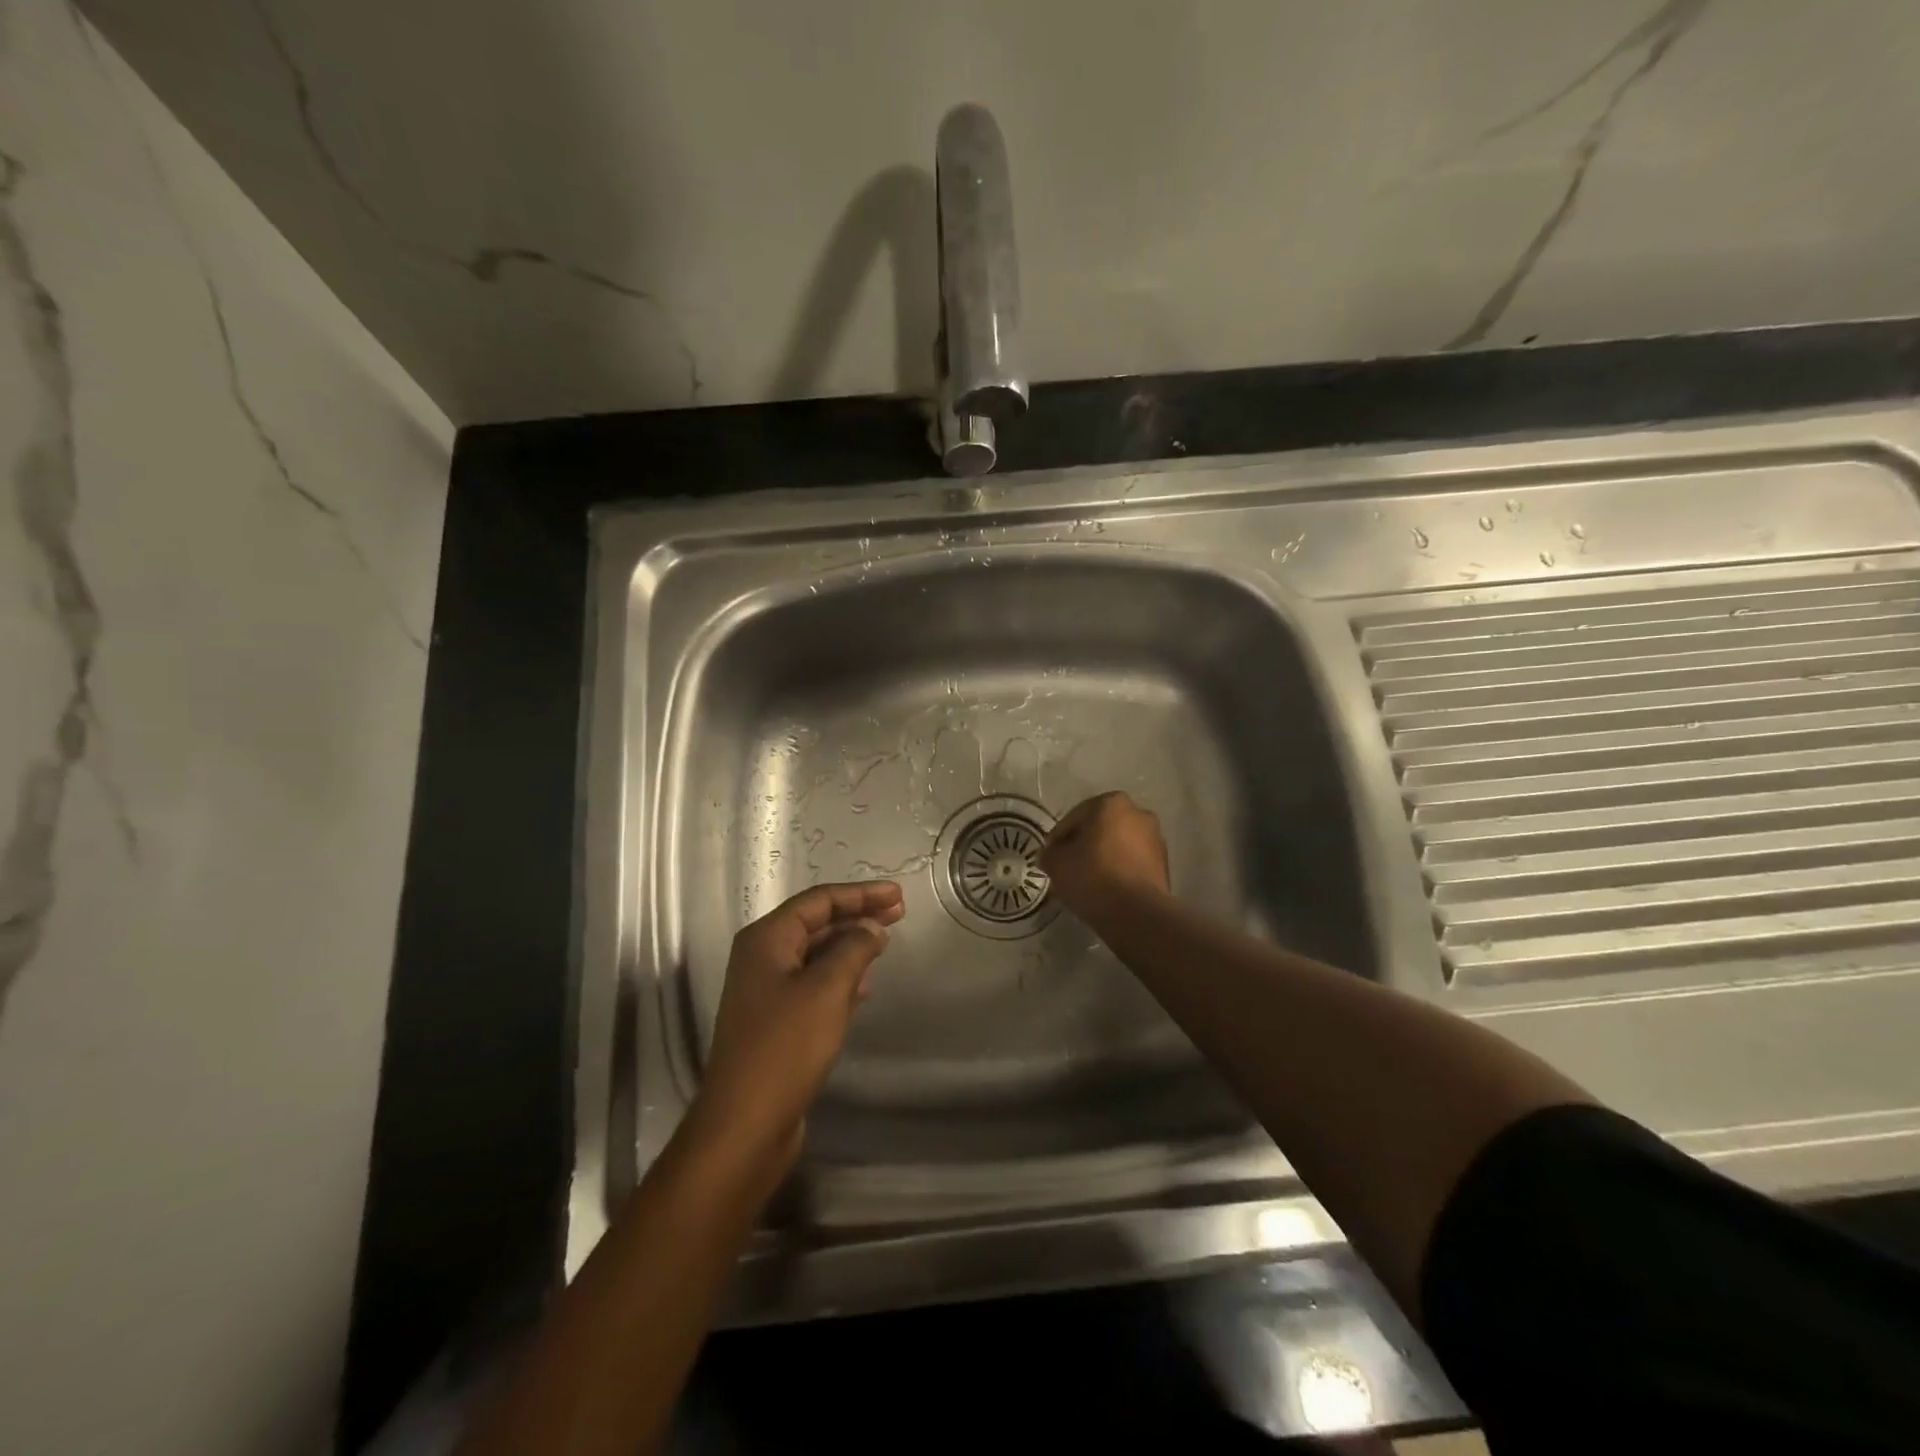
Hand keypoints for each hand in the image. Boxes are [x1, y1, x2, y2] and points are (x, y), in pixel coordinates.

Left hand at [692, 881, 904, 1175]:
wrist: (744, 1125)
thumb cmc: (785, 1048)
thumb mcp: (827, 989)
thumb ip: (853, 949)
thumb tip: (871, 928)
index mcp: (766, 939)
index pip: (819, 900)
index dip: (860, 894)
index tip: (898, 894)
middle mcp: (761, 958)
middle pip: (816, 923)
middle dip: (857, 915)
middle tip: (899, 912)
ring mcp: (766, 991)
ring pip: (816, 953)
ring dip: (851, 945)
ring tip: (886, 942)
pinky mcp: (775, 1022)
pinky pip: (813, 983)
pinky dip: (841, 976)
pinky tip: (865, 986)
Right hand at [1040, 791, 1169, 920]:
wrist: (1136, 913)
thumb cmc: (1092, 876)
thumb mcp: (1056, 863)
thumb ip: (1050, 853)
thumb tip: (1050, 855)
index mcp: (1111, 803)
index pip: (1075, 817)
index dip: (1058, 838)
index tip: (1050, 856)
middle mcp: (1138, 813)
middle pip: (1100, 828)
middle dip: (1084, 844)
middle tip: (1068, 866)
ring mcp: (1156, 839)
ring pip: (1119, 845)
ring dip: (1104, 857)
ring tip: (1087, 880)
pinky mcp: (1164, 864)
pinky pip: (1133, 862)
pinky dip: (1119, 870)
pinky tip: (1107, 888)